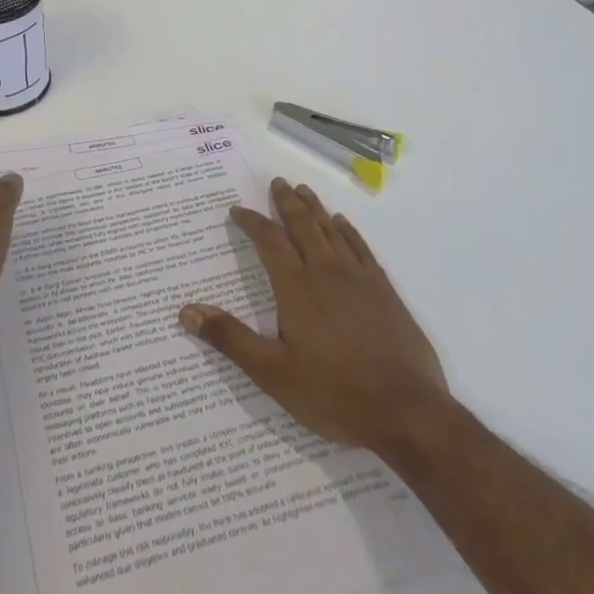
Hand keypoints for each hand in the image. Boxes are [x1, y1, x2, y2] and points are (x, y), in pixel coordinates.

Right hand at [179, 179, 448, 455]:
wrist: (406, 412)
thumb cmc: (334, 393)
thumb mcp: (273, 373)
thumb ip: (230, 338)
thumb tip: (187, 311)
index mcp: (296, 287)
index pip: (269, 241)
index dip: (252, 222)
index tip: (238, 210)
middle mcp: (326, 272)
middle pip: (303, 225)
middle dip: (286, 203)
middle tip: (277, 182)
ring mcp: (359, 278)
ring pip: (332, 231)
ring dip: (315, 209)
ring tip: (303, 191)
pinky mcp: (384, 290)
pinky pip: (362, 248)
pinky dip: (349, 231)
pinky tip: (343, 224)